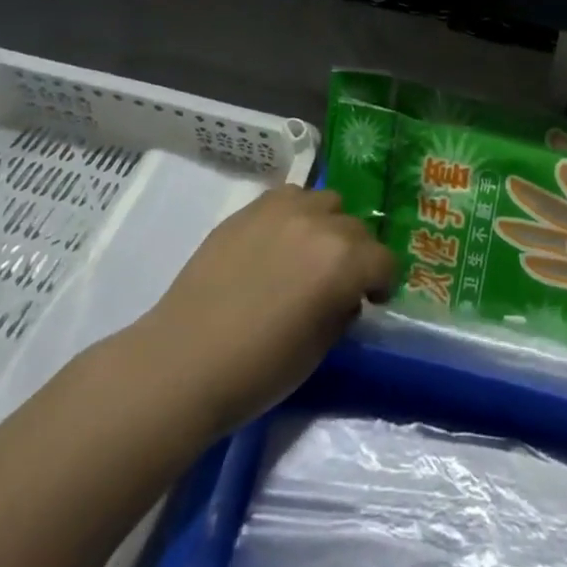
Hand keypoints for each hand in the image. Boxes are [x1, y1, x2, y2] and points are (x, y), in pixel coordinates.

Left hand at [125, 186, 393, 438]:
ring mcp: (282, 210)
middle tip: (337, 283)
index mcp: (344, 262)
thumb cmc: (258, 369)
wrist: (183, 361)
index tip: (370, 300)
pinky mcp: (249, 209)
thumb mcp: (319, 349)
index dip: (381, 283)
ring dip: (327, 225)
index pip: (383, 260)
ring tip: (308, 253)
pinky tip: (278, 242)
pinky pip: (289, 197)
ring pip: (326, 202)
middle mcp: (320, 224)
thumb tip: (345, 295)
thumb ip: (342, 309)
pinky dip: (295, 214)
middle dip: (356, 255)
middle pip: (357, 228)